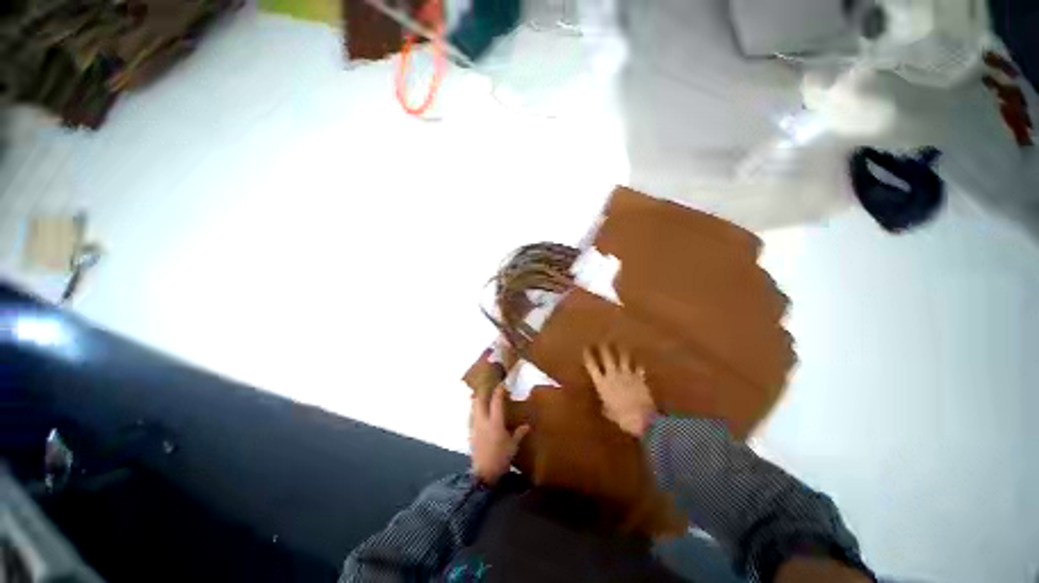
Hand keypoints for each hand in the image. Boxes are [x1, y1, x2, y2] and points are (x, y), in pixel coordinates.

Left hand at [470, 385, 529, 485]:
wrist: (484, 474)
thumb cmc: (501, 459)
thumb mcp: (513, 446)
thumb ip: (519, 434)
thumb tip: (527, 425)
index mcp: (495, 422)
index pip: (496, 401)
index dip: (499, 391)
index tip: (502, 384)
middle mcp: (483, 421)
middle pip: (479, 400)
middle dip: (483, 392)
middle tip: (489, 387)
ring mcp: (475, 427)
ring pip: (473, 407)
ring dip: (477, 400)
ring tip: (482, 396)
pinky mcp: (470, 433)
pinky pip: (472, 416)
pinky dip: (475, 410)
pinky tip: (479, 413)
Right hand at [584, 344, 656, 436]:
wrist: (642, 417)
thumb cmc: (621, 417)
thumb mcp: (609, 413)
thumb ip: (605, 406)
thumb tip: (603, 405)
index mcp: (602, 383)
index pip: (592, 366)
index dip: (588, 356)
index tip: (585, 348)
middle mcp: (613, 375)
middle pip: (607, 357)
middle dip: (603, 348)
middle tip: (601, 342)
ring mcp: (627, 374)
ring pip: (623, 357)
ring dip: (621, 350)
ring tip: (619, 344)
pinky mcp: (639, 377)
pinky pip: (638, 367)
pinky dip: (638, 363)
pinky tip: (638, 359)